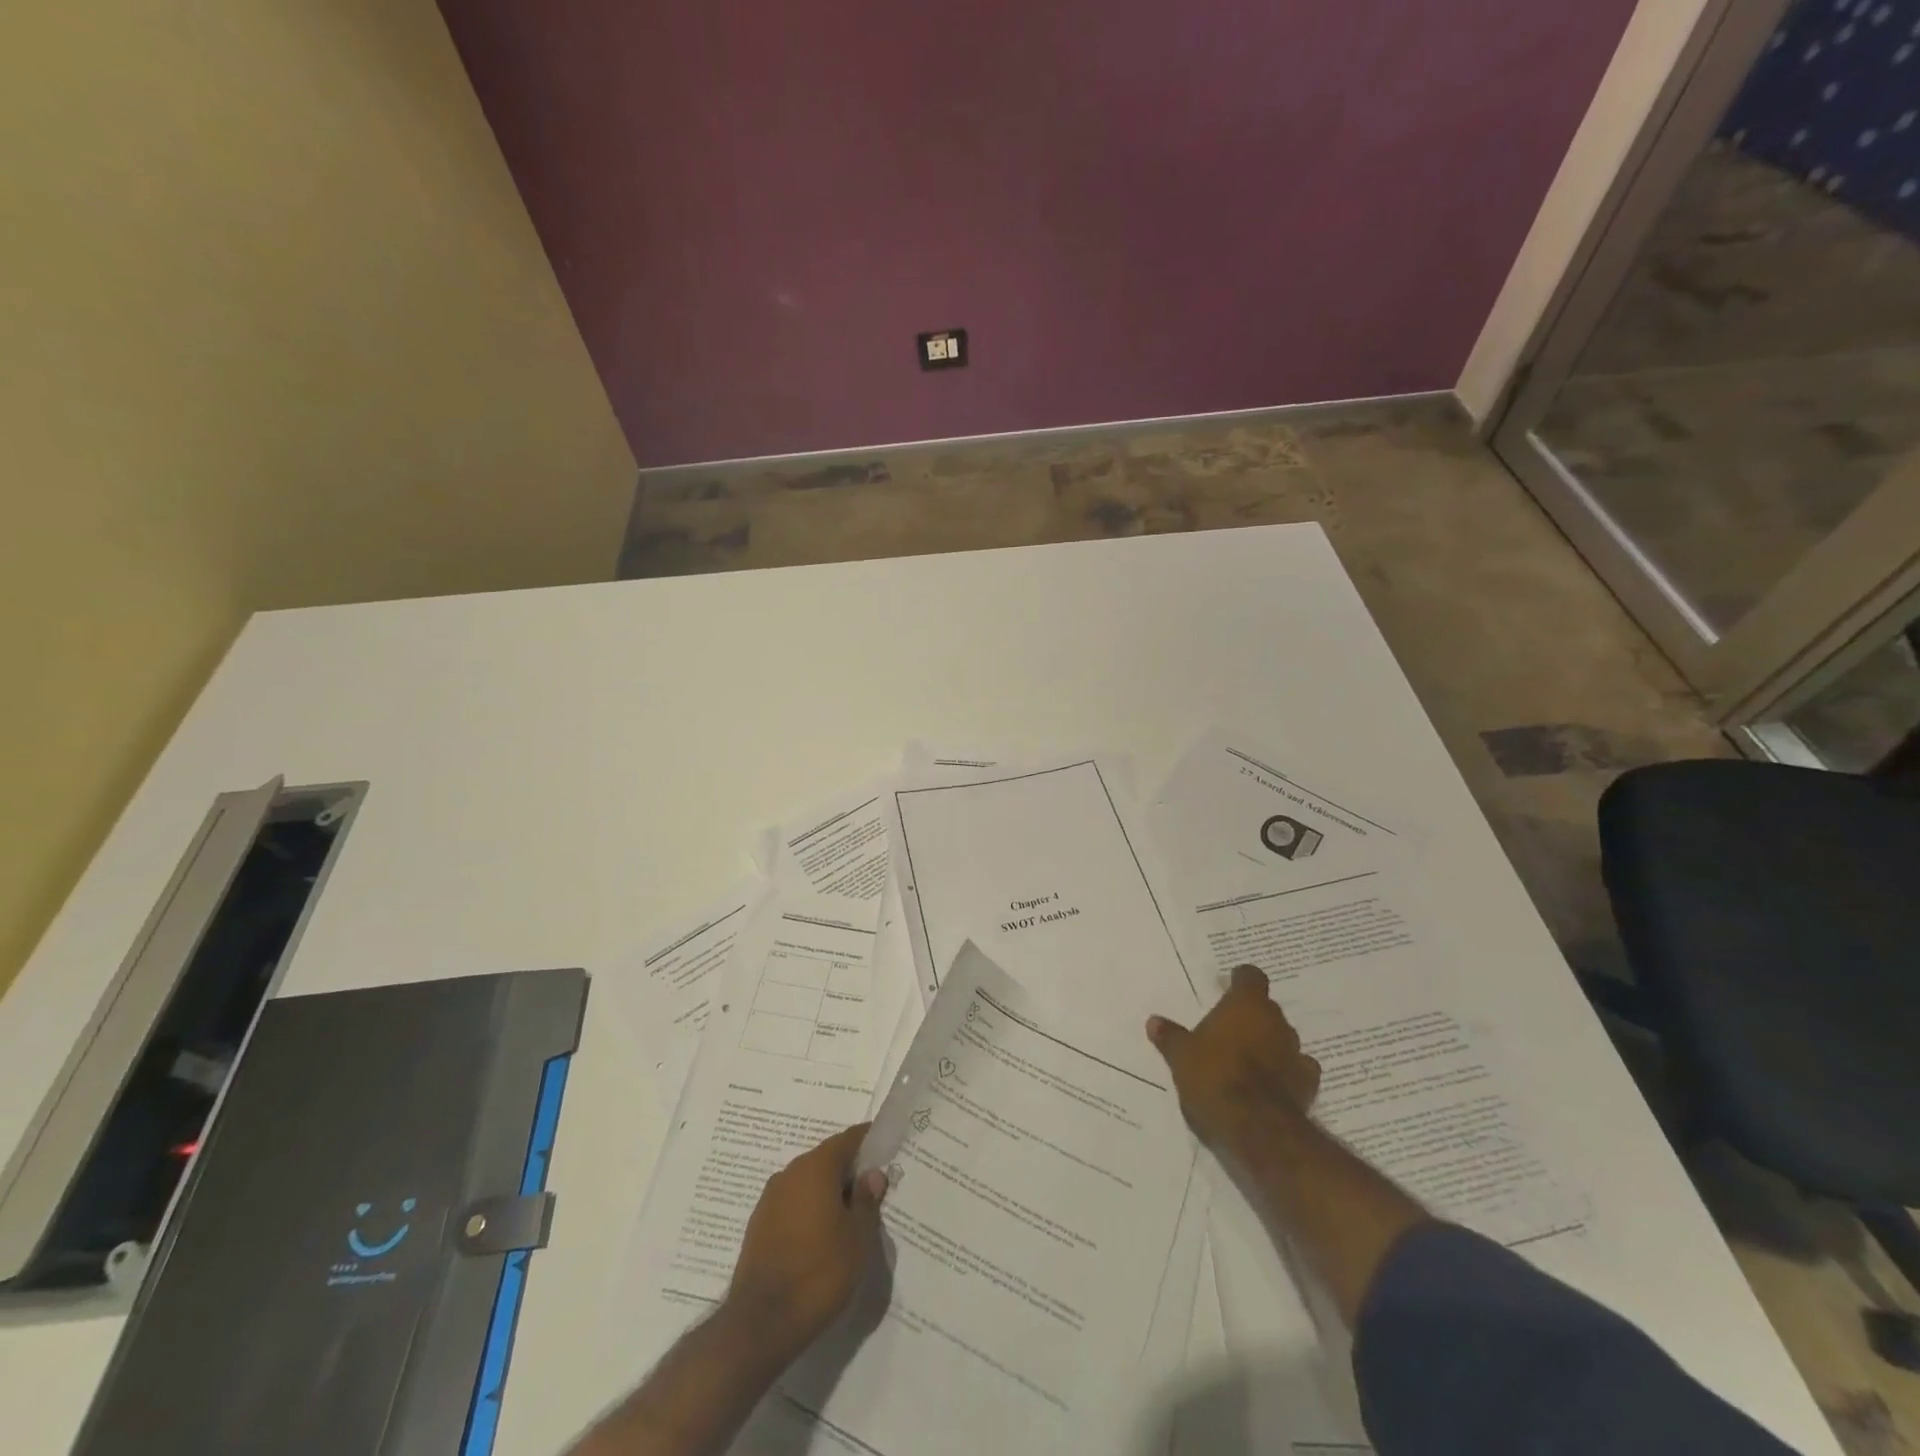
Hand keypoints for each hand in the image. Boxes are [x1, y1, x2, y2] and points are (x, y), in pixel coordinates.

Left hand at [725, 1124, 888, 1363]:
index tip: (886, 1151)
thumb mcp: (858, 1238)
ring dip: (828, 1192)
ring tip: (849, 1218)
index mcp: (816, 1167)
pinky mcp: (759, 1224)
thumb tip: (872, 1174)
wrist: (761, 1323)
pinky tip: (821, 1237)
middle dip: (849, 1171)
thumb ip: (867, 1200)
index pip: (848, 1139)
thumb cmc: (819, 1272)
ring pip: (808, 1183)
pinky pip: (792, 1204)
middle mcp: (790, 1173)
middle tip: (873, 1190)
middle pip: (827, 1159)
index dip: (869, 1142)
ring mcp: (770, 1198)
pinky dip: (809, 1210)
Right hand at [1147, 964, 1320, 1154]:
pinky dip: (1285, 1072)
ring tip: (1246, 1059)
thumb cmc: (1215, 1077)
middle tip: (1228, 1029)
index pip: (1251, 976)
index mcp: (1246, 1005)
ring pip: (1282, 1038)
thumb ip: (1170, 1037)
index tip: (1229, 986)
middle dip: (1250, 1017)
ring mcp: (1296, 1053)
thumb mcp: (1181, 1056)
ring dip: (1268, 1044)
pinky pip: (1297, 1069)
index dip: (1241, 980)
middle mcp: (1276, 1021)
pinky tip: (1271, 1083)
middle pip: (1267, 1009)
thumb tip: (1154, 1021)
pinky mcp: (1308, 1085)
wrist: (1257, 1128)